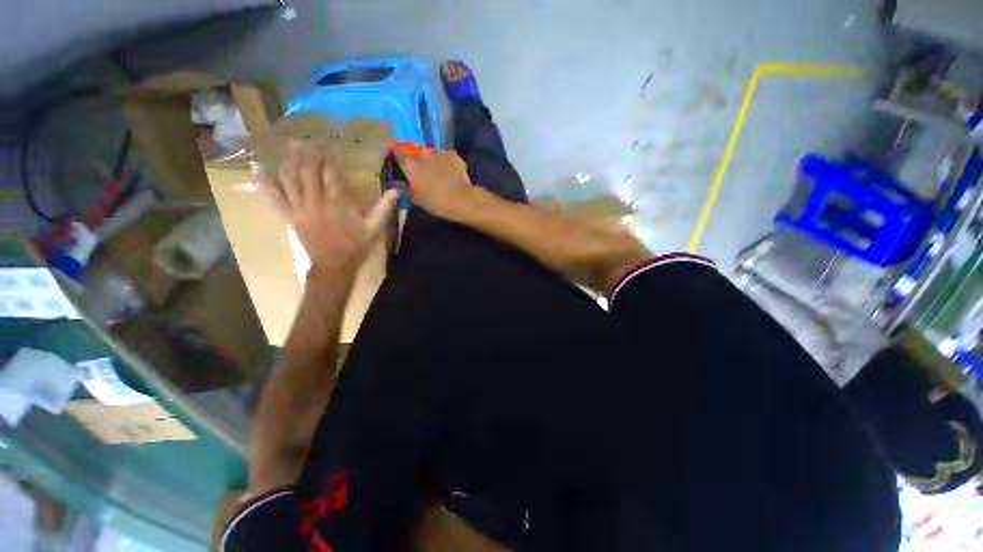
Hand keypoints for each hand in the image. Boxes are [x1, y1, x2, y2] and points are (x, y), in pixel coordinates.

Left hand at [260, 140, 398, 275]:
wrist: (334, 266)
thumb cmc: (355, 246)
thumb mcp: (374, 228)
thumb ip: (384, 208)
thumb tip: (396, 190)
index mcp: (337, 202)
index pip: (332, 172)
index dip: (331, 157)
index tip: (333, 146)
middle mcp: (316, 200)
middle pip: (308, 170)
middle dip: (309, 153)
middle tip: (310, 140)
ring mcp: (299, 208)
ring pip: (290, 178)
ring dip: (290, 160)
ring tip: (291, 146)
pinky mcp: (290, 216)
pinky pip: (275, 197)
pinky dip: (267, 183)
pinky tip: (262, 170)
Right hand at [394, 149, 473, 218]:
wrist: (462, 199)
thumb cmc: (436, 202)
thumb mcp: (416, 199)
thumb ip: (404, 189)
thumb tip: (397, 183)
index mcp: (410, 164)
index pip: (397, 151)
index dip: (397, 154)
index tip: (398, 161)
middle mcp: (422, 154)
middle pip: (414, 151)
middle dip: (415, 158)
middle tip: (419, 170)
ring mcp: (438, 152)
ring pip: (430, 152)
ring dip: (430, 159)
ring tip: (435, 170)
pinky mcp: (452, 154)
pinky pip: (444, 155)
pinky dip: (444, 161)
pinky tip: (448, 170)